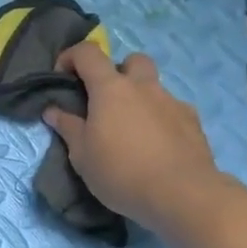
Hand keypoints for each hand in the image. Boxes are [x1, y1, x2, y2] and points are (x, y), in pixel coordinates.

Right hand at [42, 44, 225, 228]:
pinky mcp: (194, 123)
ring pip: (155, 87)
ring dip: (141, 99)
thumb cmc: (121, 172)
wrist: (182, 195)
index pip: (88, 53)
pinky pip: (173, 111)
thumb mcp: (82, 155)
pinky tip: (158, 146)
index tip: (62, 77)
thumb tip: (52, 110)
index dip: (71, 57)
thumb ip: (67, 128)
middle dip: (118, 72)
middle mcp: (144, 87)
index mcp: (111, 89)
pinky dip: (161, 120)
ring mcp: (172, 102)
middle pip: (132, 60)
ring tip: (133, 131)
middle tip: (107, 101)